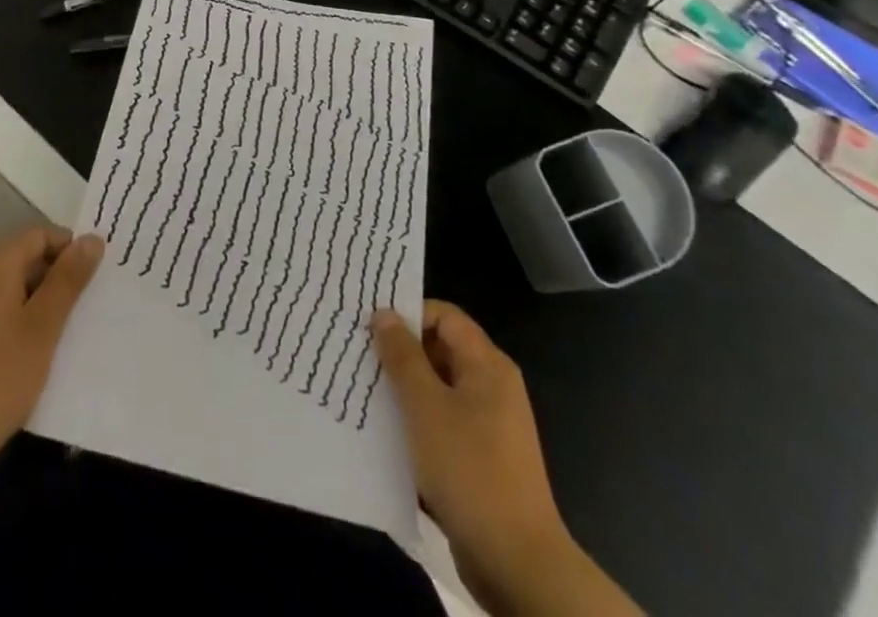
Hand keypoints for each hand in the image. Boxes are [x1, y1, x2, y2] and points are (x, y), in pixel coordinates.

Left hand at [0, 226, 102, 480]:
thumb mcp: (44, 326)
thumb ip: (69, 279)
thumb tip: (92, 238)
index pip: (40, 235)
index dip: (70, 251)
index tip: (93, 281)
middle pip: (25, 257)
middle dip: (57, 276)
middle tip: (84, 307)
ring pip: (13, 284)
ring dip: (40, 300)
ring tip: (65, 330)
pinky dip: (20, 317)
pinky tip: (34, 349)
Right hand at [372, 301, 568, 593]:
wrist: (517, 564)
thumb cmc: (470, 470)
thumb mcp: (425, 406)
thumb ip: (402, 356)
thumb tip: (384, 313)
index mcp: (487, 365)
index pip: (444, 316)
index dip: (408, 314)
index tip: (370, 328)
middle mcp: (492, 387)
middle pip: (440, 351)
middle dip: (401, 354)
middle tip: (360, 360)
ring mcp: (489, 426)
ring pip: (438, 391)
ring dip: (404, 392)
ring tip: (365, 395)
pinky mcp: (481, 461)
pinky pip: (443, 425)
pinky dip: (417, 425)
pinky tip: (386, 436)